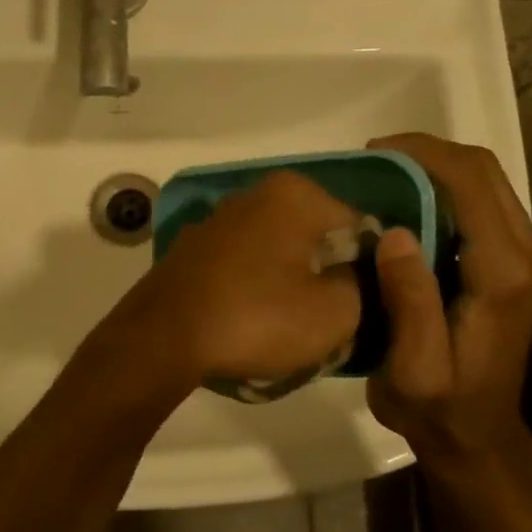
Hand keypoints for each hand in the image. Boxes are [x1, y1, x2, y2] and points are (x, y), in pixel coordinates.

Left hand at [107, 171, 362, 383]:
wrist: (163, 337)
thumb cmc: (256, 317)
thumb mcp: (333, 313)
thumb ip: (362, 286)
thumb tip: (354, 275)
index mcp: (295, 195)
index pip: (358, 226)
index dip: (369, 268)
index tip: (363, 306)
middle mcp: (255, 194)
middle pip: (314, 236)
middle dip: (326, 273)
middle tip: (328, 319)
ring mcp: (218, 219)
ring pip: (277, 251)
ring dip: (289, 281)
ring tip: (289, 326)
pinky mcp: (194, 248)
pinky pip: (243, 264)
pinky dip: (254, 286)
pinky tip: (251, 320)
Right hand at [364, 134, 531, 485]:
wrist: (475, 435)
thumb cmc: (438, 408)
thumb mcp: (414, 368)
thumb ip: (411, 302)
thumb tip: (395, 232)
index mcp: (504, 273)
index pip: (470, 183)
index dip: (422, 155)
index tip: (371, 156)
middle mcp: (526, 253)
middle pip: (483, 170)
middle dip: (426, 152)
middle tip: (371, 164)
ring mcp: (525, 254)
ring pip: (485, 179)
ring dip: (434, 167)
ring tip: (383, 177)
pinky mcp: (514, 259)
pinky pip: (482, 200)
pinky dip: (443, 187)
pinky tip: (405, 202)